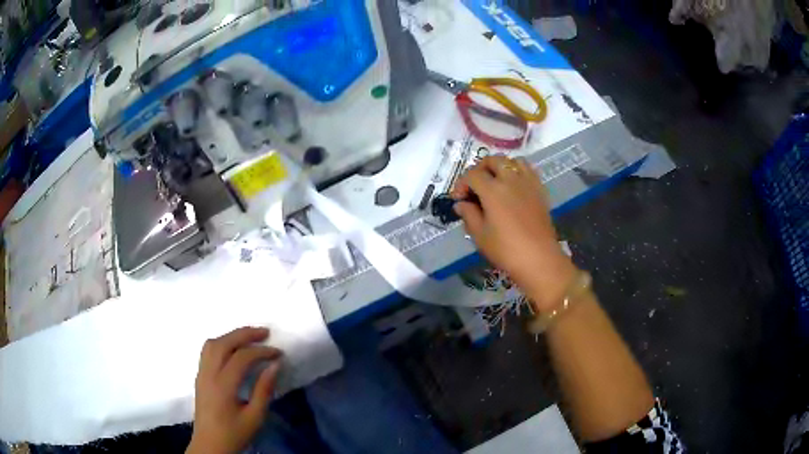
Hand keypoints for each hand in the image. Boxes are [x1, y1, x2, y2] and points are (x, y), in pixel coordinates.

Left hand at [187, 327, 282, 453]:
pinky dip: (221, 343)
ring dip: (230, 336)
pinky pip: (207, 351)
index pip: (241, 358)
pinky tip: (232, 348)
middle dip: (245, 334)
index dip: (261, 352)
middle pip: (223, 343)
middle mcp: (208, 374)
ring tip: (249, 337)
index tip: (278, 353)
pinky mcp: (199, 377)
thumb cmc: (234, 433)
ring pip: (212, 344)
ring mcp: (201, 374)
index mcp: (223, 386)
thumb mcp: (255, 417)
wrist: (210, 445)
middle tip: (265, 332)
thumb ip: (263, 390)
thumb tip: (274, 365)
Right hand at [452, 155, 575, 310]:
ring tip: (495, 182)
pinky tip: (513, 186)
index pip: (472, 175)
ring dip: (500, 167)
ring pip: (512, 161)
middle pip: (493, 160)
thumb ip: (469, 215)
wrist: (540, 260)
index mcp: (493, 190)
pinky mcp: (540, 190)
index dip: (461, 184)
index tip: (458, 199)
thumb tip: (461, 204)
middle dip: (480, 169)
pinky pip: (528, 170)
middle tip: (475, 186)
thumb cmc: (506, 250)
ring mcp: (528, 183)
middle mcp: (511, 180)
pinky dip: (517, 171)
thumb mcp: (480, 235)